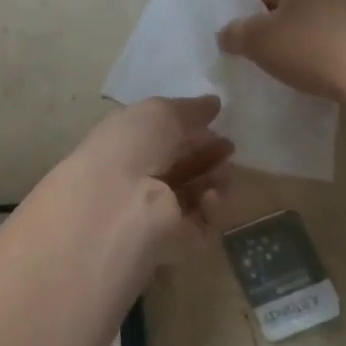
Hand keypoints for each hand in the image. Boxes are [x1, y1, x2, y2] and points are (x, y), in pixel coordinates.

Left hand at [35, 96, 233, 267]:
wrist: (116, 208)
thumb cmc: (132, 147)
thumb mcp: (159, 113)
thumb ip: (189, 109)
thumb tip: (213, 103)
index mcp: (127, 144)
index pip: (162, 137)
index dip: (189, 129)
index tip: (216, 122)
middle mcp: (139, 178)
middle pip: (180, 166)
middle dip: (207, 154)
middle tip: (229, 147)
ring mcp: (156, 212)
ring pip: (195, 195)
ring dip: (214, 179)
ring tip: (225, 169)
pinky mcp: (175, 242)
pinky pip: (202, 223)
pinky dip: (211, 208)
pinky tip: (211, 196)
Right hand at [217, 0, 345, 100]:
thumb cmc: (311, 49)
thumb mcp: (257, 43)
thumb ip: (236, 34)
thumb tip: (228, 32)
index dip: (256, 18)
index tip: (259, 46)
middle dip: (291, 20)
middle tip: (284, 55)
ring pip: (335, 8)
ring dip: (325, 27)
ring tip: (318, 62)